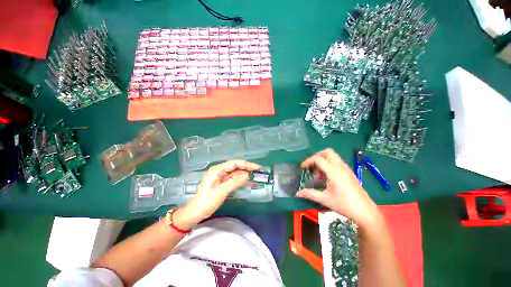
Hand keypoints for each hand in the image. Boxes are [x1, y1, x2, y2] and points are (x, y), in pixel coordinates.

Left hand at [173, 160, 260, 228]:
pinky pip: (233, 178)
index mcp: (217, 170)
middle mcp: (219, 170)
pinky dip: (240, 179)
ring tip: (255, 175)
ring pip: (235, 172)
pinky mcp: (222, 182)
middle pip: (236, 166)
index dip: (247, 164)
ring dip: (245, 173)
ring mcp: (221, 176)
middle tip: (258, 171)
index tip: (257, 167)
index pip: (235, 163)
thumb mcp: (221, 192)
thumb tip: (247, 175)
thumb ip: (234, 182)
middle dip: (247, 168)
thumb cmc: (207, 201)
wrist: (196, 212)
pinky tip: (247, 180)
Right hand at [296, 148, 381, 227]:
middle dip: (317, 156)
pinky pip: (337, 162)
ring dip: (323, 160)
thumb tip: (297, 193)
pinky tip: (327, 177)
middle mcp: (340, 166)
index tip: (302, 168)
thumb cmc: (344, 205)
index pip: (318, 159)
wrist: (365, 211)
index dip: (308, 161)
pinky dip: (329, 164)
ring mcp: (346, 168)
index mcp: (334, 171)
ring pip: (333, 156)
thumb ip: (310, 194)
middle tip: (312, 166)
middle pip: (327, 152)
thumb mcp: (325, 199)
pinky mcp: (349, 172)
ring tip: (319, 174)